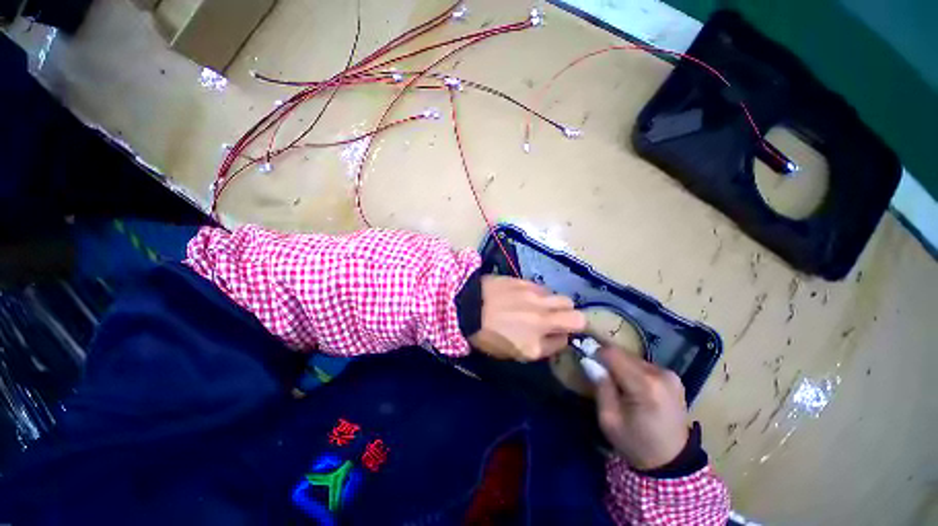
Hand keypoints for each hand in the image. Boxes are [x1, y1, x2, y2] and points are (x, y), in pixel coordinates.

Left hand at [468, 276, 585, 360]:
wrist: (465, 306)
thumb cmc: (484, 334)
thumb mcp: (510, 352)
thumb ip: (538, 347)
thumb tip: (555, 337)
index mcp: (534, 345)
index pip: (564, 342)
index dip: (560, 338)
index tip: (554, 335)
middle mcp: (542, 320)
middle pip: (577, 318)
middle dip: (572, 320)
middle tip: (557, 319)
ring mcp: (536, 299)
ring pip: (564, 299)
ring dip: (557, 305)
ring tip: (541, 305)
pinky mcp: (526, 283)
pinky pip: (545, 289)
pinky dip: (542, 294)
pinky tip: (528, 295)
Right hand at [595, 345, 688, 469]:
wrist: (673, 463)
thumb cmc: (636, 443)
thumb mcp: (609, 419)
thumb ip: (600, 386)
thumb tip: (588, 360)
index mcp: (645, 385)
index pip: (613, 354)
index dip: (595, 351)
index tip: (584, 355)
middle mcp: (660, 374)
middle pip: (623, 354)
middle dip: (606, 358)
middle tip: (594, 369)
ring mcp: (670, 375)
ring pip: (633, 358)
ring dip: (619, 364)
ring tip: (612, 380)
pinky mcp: (673, 377)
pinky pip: (643, 365)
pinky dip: (631, 369)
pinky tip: (629, 384)